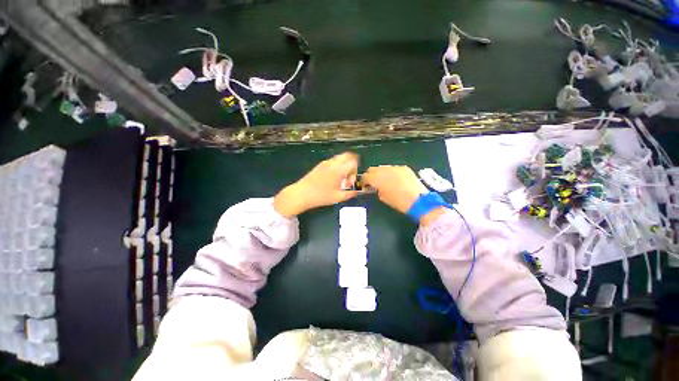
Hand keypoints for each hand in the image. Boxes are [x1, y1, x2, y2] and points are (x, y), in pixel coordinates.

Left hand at [273, 152, 359, 216]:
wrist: (301, 194)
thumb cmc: (321, 196)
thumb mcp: (338, 197)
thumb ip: (350, 194)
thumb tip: (356, 192)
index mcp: (339, 170)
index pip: (353, 162)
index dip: (355, 170)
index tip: (350, 180)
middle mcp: (333, 163)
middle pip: (347, 155)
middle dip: (351, 164)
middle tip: (348, 176)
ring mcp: (325, 163)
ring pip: (339, 158)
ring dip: (343, 165)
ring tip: (339, 178)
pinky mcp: (320, 165)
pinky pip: (332, 161)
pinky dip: (337, 166)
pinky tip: (332, 178)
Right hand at [362, 165, 444, 224]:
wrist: (418, 200)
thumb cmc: (398, 202)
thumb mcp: (383, 198)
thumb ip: (376, 190)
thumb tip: (375, 187)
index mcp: (378, 179)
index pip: (366, 176)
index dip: (364, 181)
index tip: (365, 185)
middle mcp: (385, 170)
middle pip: (372, 169)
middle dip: (371, 175)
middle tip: (372, 182)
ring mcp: (395, 167)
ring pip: (383, 167)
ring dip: (380, 173)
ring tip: (384, 180)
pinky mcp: (404, 168)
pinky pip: (393, 168)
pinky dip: (391, 173)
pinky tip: (395, 179)